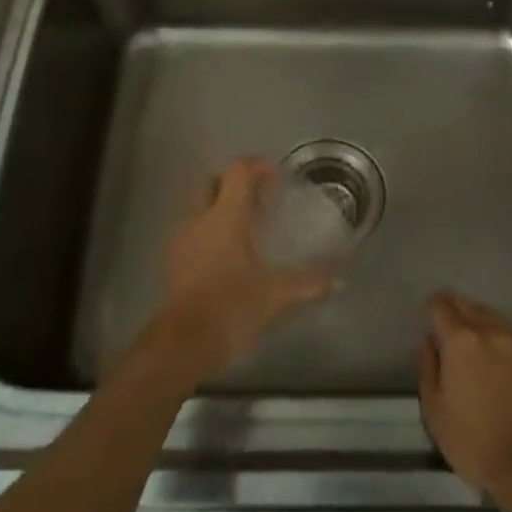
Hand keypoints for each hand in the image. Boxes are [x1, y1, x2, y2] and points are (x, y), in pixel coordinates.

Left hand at [143, 159, 338, 388]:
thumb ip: (308, 284)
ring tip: (246, 226)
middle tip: (259, 198)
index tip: (276, 175)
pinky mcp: (173, 262)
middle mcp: (199, 219)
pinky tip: (228, 254)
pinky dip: (209, 231)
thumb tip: (338, 281)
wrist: (182, 344)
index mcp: (225, 217)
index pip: (238, 173)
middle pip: (212, 183)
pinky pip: (192, 231)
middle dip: (233, 184)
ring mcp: (182, 240)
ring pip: (199, 207)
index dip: (257, 167)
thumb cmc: (231, 307)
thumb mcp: (276, 296)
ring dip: (219, 207)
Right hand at [418, 291, 511, 500]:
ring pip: (493, 318)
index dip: (432, 308)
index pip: (441, 304)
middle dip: (455, 312)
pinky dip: (500, 340)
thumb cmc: (473, 442)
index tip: (428, 321)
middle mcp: (491, 330)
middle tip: (448, 334)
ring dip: (479, 324)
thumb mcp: (434, 409)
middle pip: (469, 305)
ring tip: (474, 348)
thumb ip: (428, 367)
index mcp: (461, 340)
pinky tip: (498, 362)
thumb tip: (430, 341)